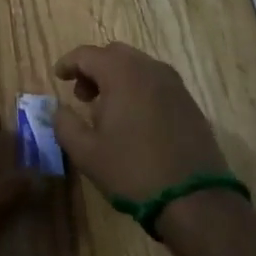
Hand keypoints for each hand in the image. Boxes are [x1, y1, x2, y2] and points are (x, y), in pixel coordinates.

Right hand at [51, 42, 228, 200]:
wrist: (197, 202)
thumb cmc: (134, 171)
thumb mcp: (86, 152)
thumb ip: (64, 124)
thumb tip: (59, 109)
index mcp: (122, 73)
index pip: (87, 54)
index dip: (68, 63)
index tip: (58, 77)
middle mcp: (149, 69)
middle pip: (114, 54)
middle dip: (94, 69)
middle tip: (83, 96)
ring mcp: (174, 85)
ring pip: (137, 66)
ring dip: (117, 79)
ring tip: (108, 110)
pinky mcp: (190, 103)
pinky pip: (156, 83)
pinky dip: (139, 89)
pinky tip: (135, 120)